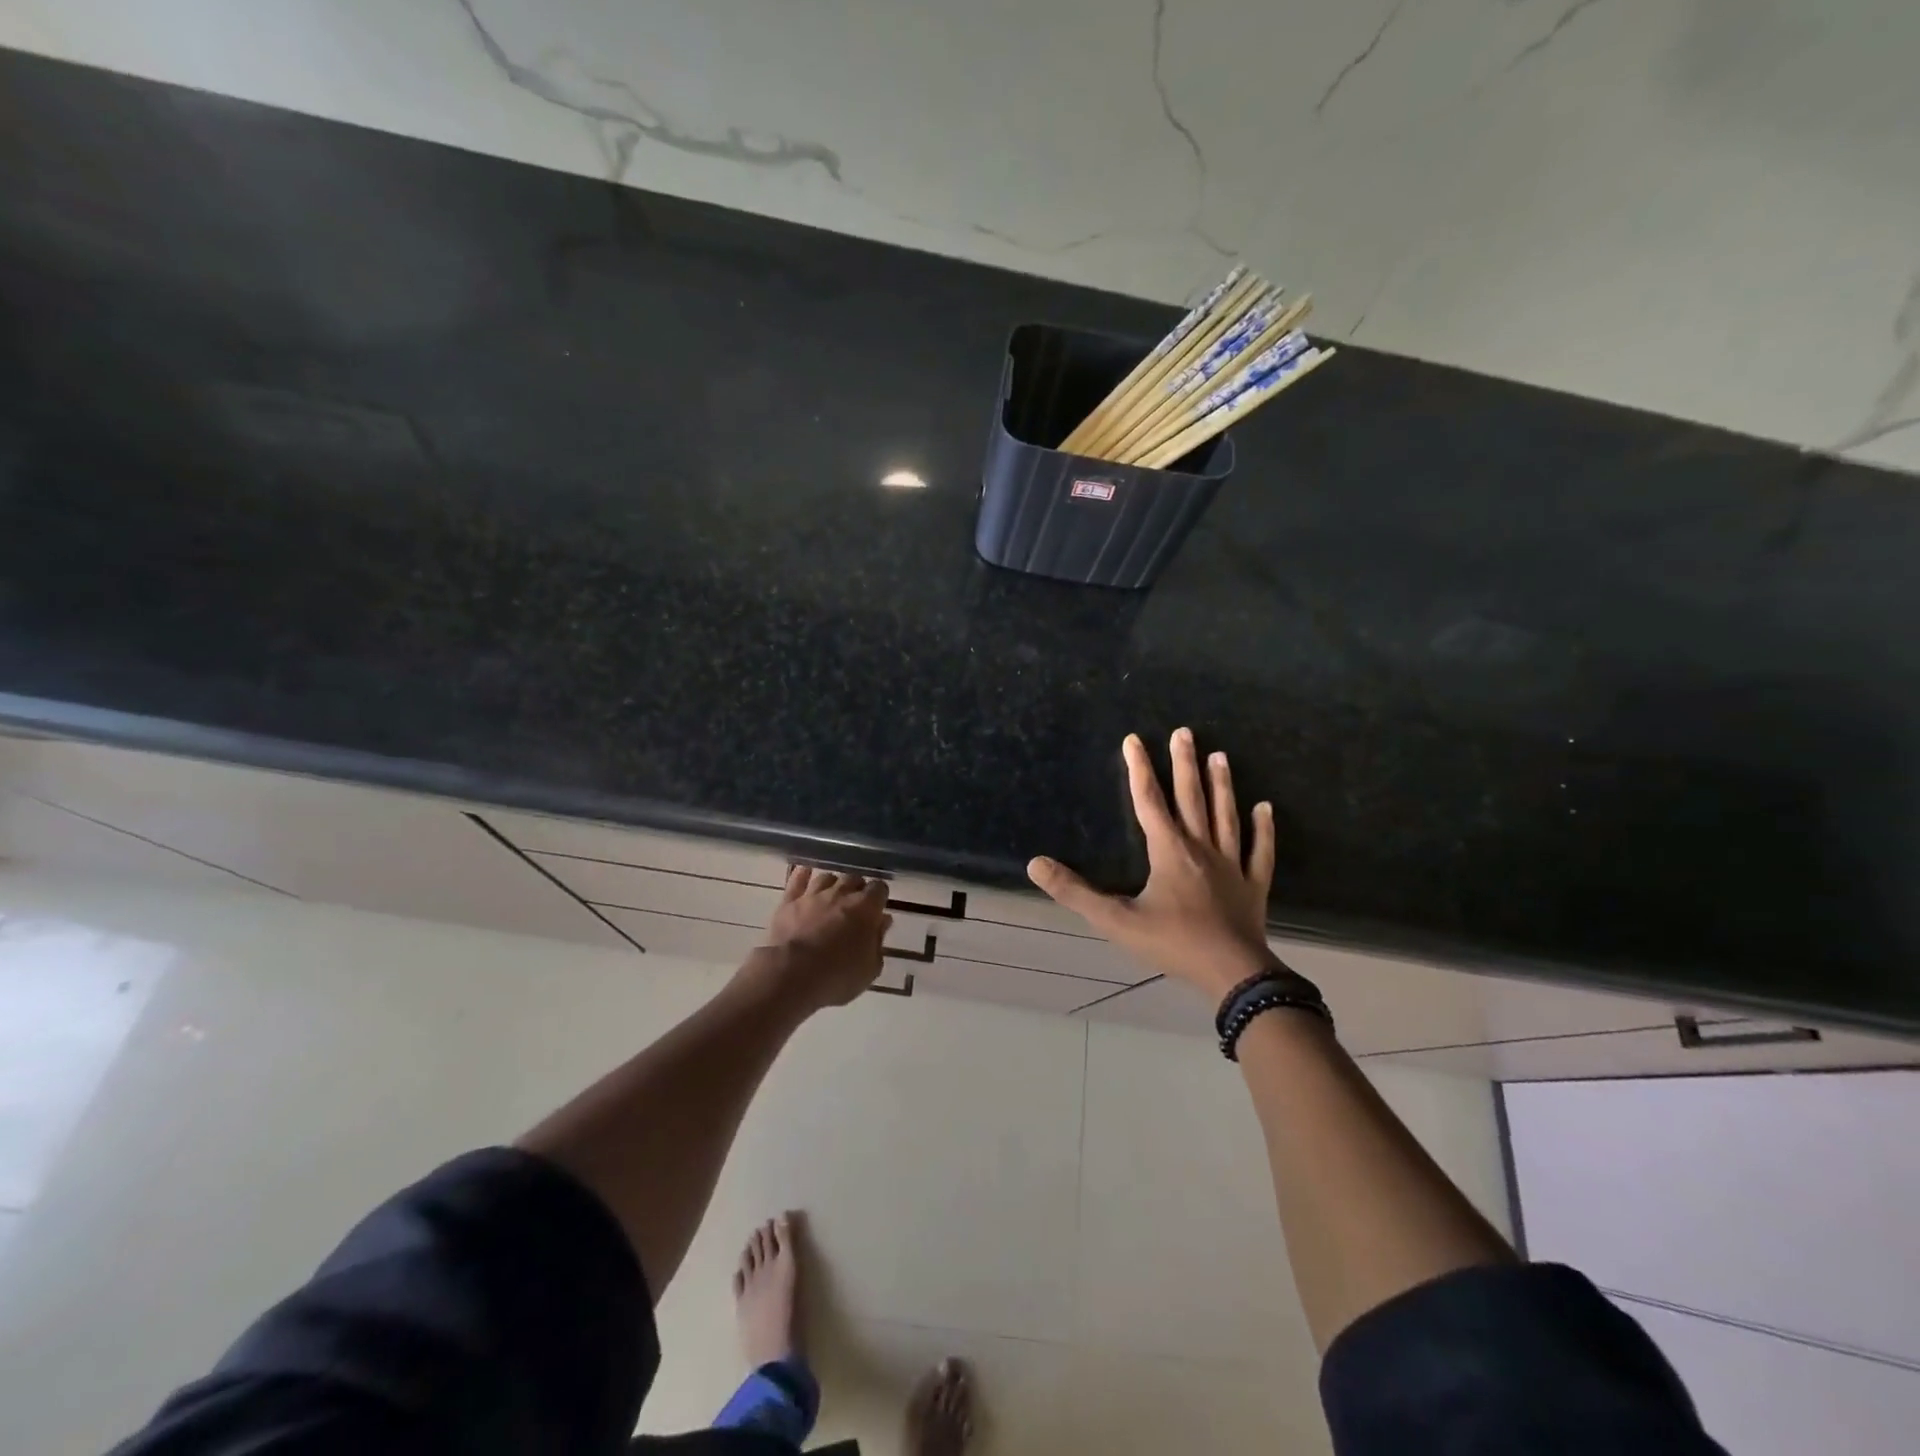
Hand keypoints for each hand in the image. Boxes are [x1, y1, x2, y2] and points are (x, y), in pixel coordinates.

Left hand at [754, 867, 892, 1010]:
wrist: (792, 974)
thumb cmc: (837, 976)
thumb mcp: (870, 968)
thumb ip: (878, 942)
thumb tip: (883, 922)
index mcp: (866, 908)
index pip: (879, 888)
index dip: (879, 896)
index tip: (878, 908)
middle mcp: (841, 893)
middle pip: (854, 878)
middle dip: (857, 888)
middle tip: (855, 904)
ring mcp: (813, 894)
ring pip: (827, 877)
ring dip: (832, 884)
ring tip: (832, 894)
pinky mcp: (789, 901)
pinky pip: (797, 879)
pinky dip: (802, 874)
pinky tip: (805, 872)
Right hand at [1028, 728, 1276, 998]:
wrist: (1232, 974)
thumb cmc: (1172, 943)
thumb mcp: (1115, 921)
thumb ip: (1075, 893)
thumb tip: (1035, 864)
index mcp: (1169, 851)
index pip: (1149, 801)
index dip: (1139, 769)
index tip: (1134, 739)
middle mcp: (1201, 848)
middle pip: (1192, 798)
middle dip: (1185, 763)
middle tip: (1185, 732)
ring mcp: (1232, 865)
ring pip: (1226, 816)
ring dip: (1222, 785)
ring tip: (1220, 756)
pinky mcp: (1253, 885)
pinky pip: (1260, 850)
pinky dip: (1263, 829)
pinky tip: (1265, 808)